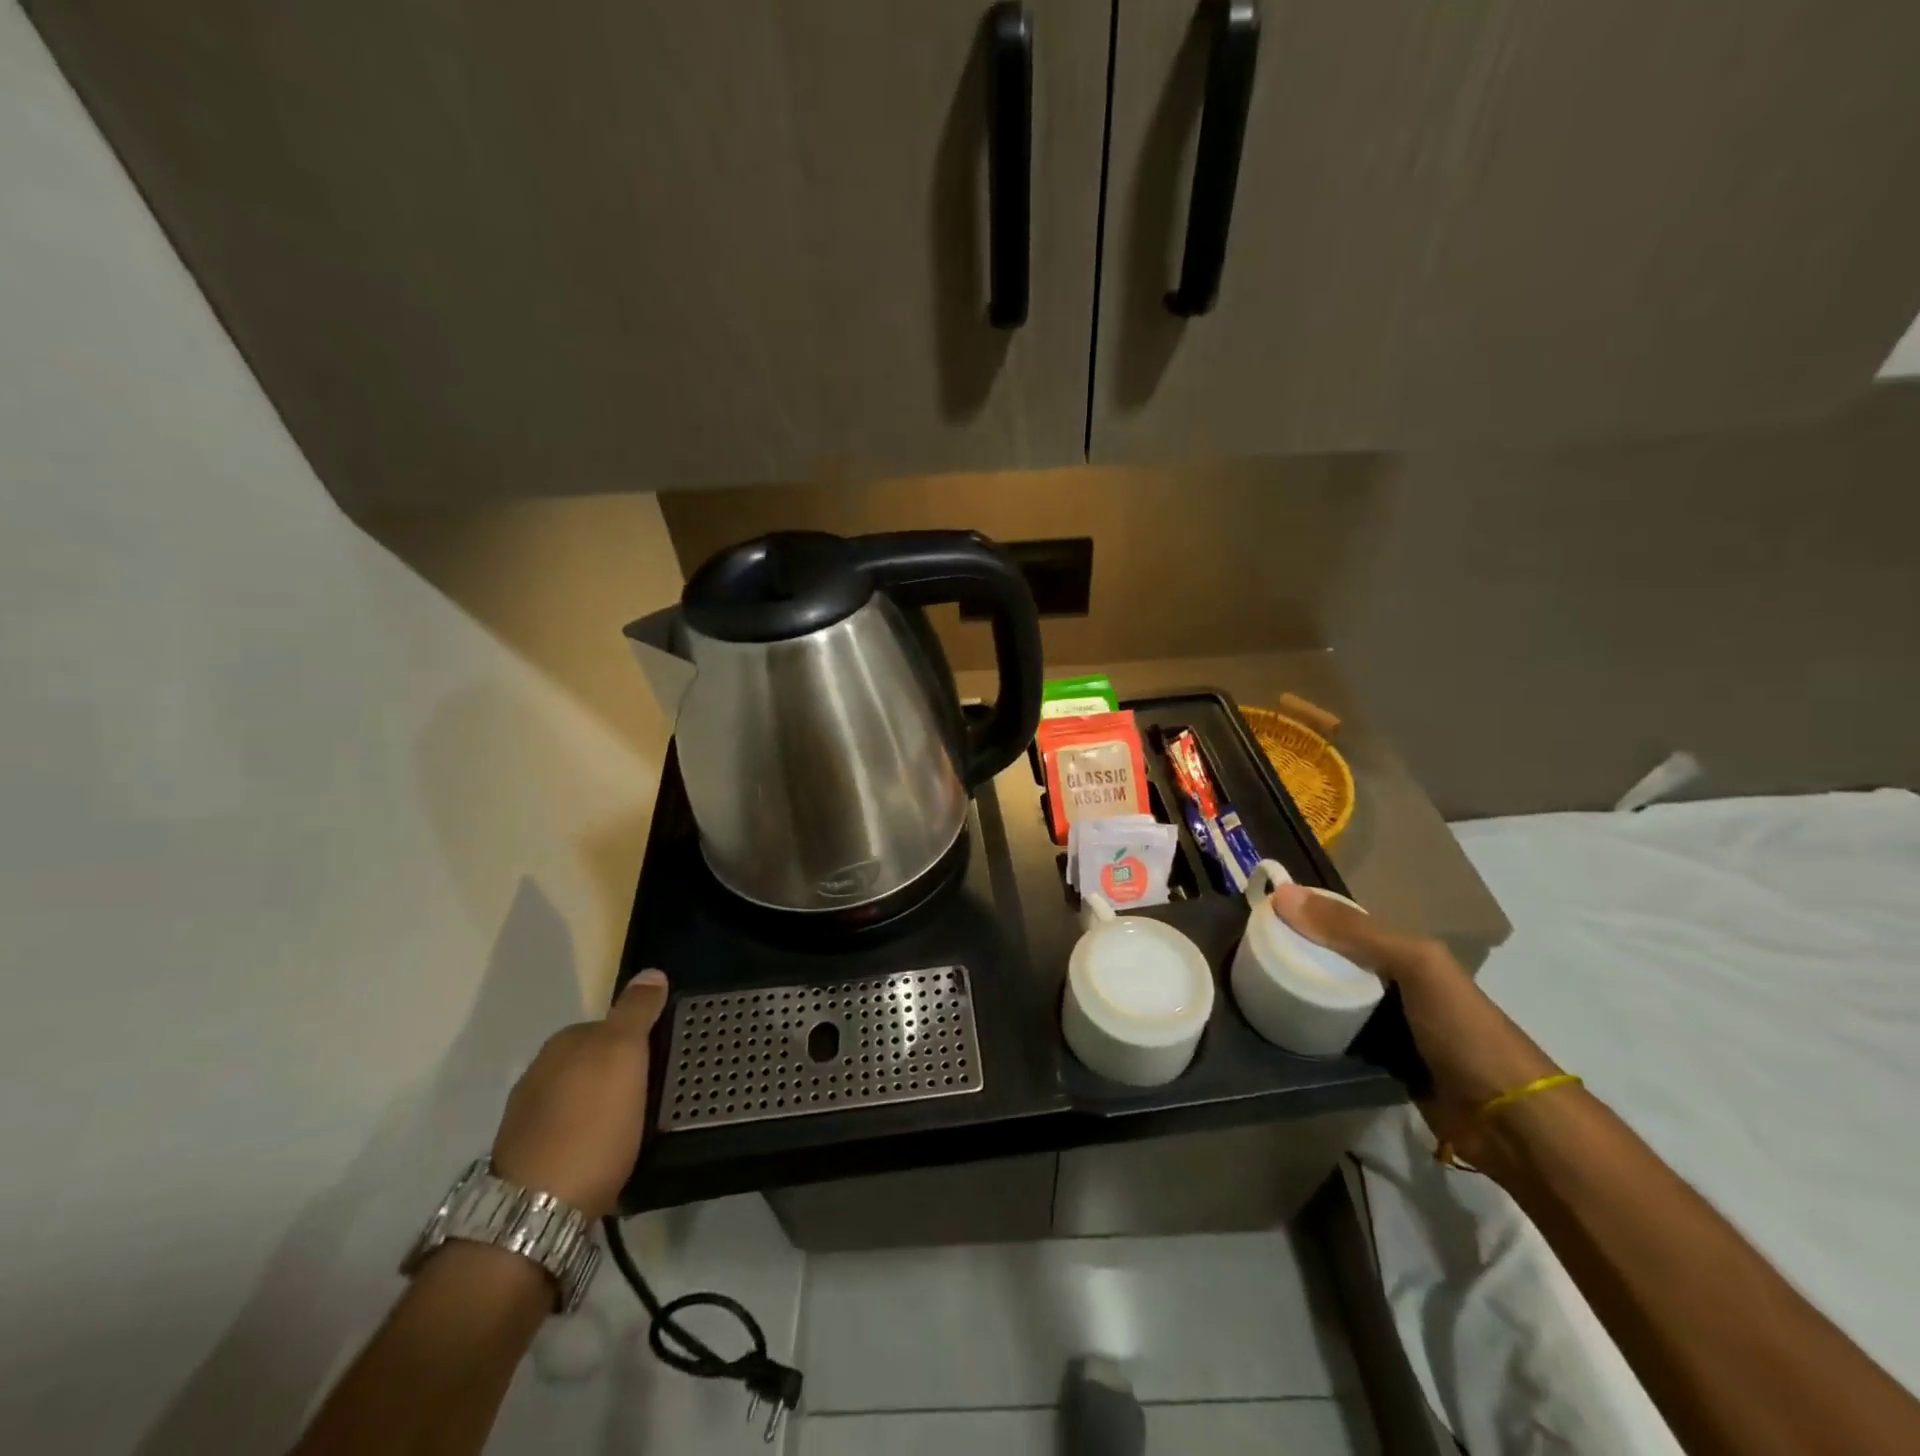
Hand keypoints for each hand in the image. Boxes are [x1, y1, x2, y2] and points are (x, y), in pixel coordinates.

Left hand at [490, 969, 668, 1220]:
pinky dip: (589, 1138)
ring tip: (635, 1127)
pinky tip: (606, 1155)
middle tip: (656, 1092)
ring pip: (579, 1099)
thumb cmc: (590, 1125)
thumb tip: (650, 972)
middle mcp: (538, 1074)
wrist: (535, 1214)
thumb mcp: (625, 1055)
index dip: (639, 1038)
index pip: (608, 1025)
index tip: (663, 1059)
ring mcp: (527, 1120)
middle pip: (591, 1062)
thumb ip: (636, 1012)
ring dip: (603, 1107)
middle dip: (620, 1073)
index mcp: (561, 1044)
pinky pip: (570, 1134)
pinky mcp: (527, 1162)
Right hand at [1269, 885, 1559, 1164]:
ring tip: (1253, 984)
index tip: (1258, 911)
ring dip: (1301, 992)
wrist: (1509, 1121)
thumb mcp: (1412, 965)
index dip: (1307, 913)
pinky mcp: (1378, 1063)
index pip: (1345, 923)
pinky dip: (1312, 1030)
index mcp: (1407, 952)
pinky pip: (1336, 1035)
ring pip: (1333, 998)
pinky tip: (1280, 1025)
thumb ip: (1352, 932)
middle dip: (1297, 952)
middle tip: (1247, 950)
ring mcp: (1387, 1025)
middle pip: (1334, 960)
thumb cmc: (1463, 1029)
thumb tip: (1282, 894)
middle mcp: (1395, 983)